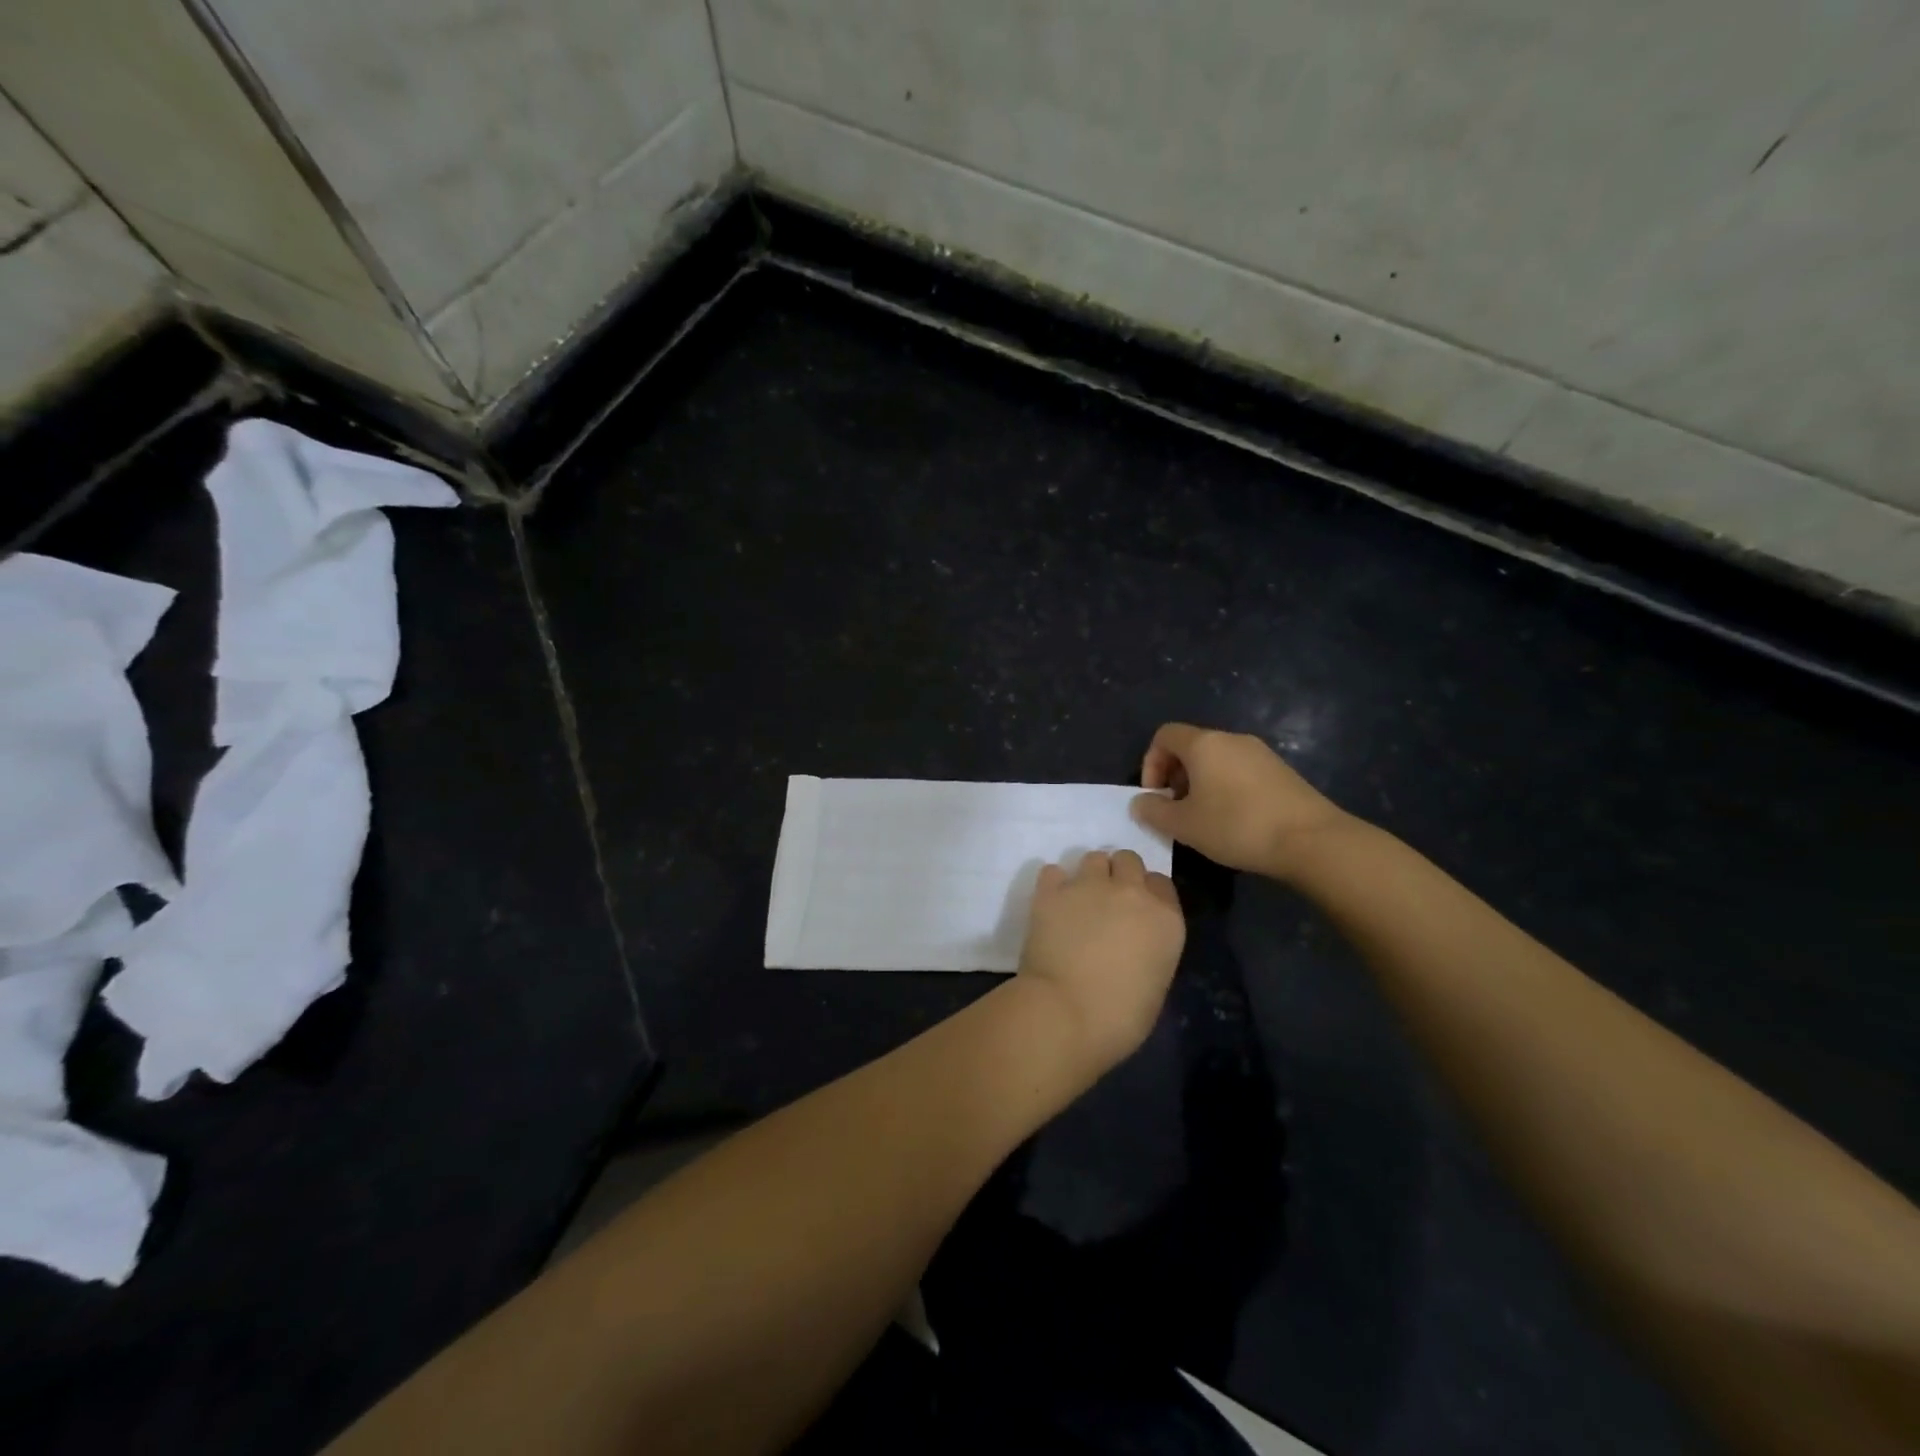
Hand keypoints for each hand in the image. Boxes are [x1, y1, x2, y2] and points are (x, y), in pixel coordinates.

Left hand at [1016, 850, 1184, 1072]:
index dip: (1148, 893)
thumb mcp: (1155, 984)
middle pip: (1129, 860)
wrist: (1064, 1013)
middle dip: (1120, 875)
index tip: (1137, 911)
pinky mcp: (1051, 891)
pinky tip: (1051, 904)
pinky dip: (1053, 884)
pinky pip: (1053, 872)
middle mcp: (1130, 892)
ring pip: (1094, 858)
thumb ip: (1150, 950)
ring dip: (1090, 875)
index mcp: (1165, 919)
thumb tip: (1133, 946)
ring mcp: (1089, 886)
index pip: (1161, 883)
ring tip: (1079, 901)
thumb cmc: (1119, 1017)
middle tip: (1108, 902)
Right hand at [1132, 722, 1350, 879]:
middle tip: (1177, 811)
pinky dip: (1227, 788)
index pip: (1164, 736)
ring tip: (1205, 819)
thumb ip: (1154, 811)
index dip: (1151, 763)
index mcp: (1204, 744)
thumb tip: (1141, 802)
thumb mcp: (1184, 825)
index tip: (1156, 796)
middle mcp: (1232, 739)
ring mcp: (1261, 753)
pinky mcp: (1281, 771)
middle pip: (1191, 747)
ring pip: (1217, 760)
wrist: (1311, 840)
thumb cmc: (1236, 826)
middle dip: (1176, 776)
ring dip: (1201, 784)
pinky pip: (1240, 771)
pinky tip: (1235, 821)